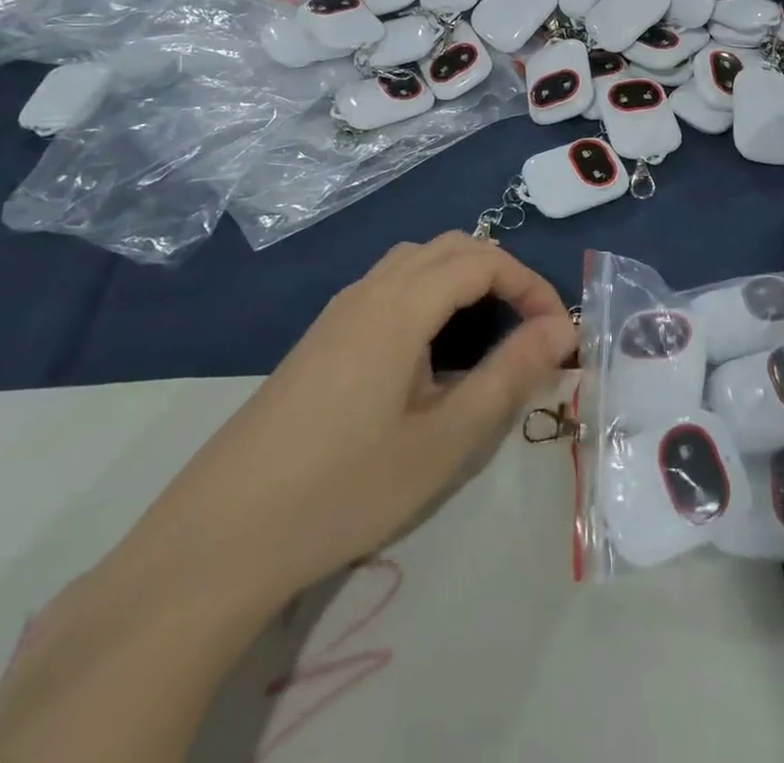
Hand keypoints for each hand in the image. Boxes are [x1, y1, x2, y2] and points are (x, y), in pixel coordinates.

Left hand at [113, 233, 575, 601]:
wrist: (222, 535)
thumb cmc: (345, 488)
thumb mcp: (444, 440)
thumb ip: (510, 375)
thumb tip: (561, 329)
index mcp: (401, 304)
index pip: (484, 260)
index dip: (531, 286)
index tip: (559, 335)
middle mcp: (369, 290)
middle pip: (451, 247)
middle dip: (502, 274)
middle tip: (529, 330)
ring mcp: (339, 311)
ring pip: (416, 262)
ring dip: (462, 280)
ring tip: (486, 335)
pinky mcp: (321, 336)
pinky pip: (388, 287)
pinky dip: (428, 294)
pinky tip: (427, 354)